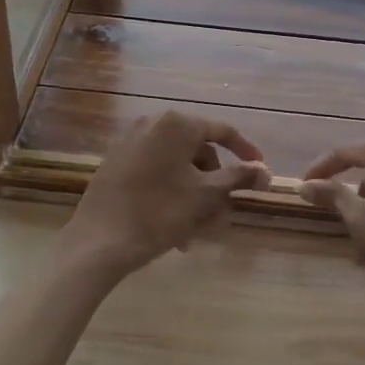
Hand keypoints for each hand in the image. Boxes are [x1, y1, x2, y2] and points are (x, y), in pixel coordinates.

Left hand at [62, 111, 269, 281]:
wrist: (98, 241)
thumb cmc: (159, 213)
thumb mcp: (206, 196)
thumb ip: (239, 178)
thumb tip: (265, 171)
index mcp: (177, 124)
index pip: (223, 131)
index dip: (246, 153)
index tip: (260, 174)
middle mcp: (153, 123)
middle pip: (198, 150)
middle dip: (215, 184)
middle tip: (222, 215)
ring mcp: (130, 142)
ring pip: (177, 166)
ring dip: (194, 195)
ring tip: (196, 231)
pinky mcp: (116, 162)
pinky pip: (155, 171)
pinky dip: (172, 192)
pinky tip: (174, 226)